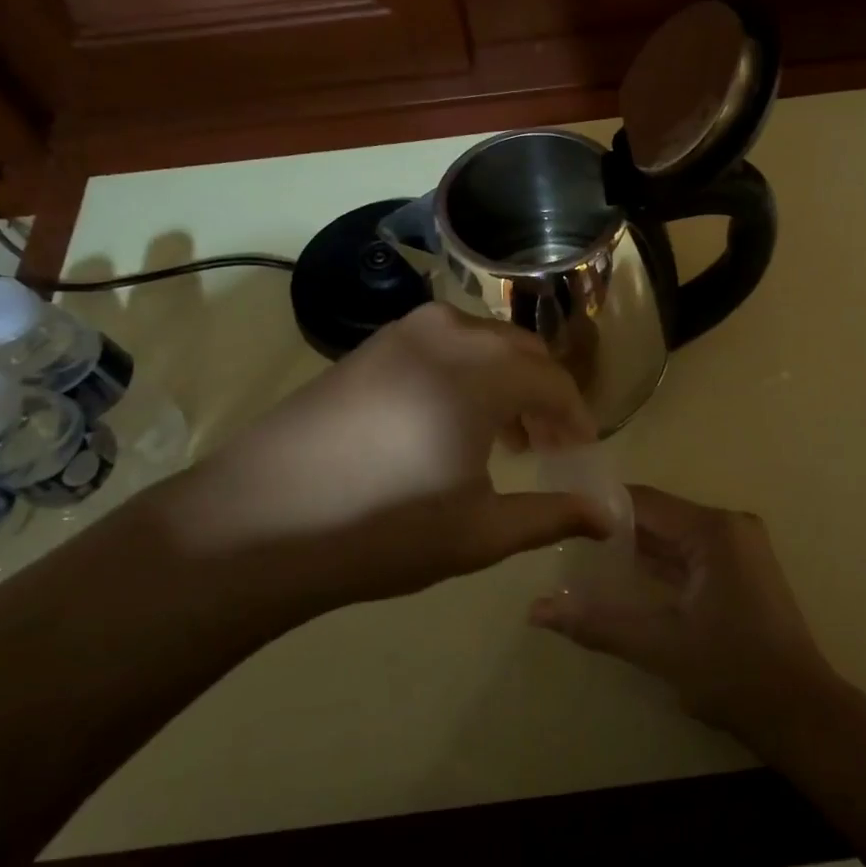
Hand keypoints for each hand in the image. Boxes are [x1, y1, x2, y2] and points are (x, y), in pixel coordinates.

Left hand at [151, 303, 610, 609]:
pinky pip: (440, 346)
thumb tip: (608, 516)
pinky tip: (449, 422)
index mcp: (480, 372)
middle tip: (547, 446)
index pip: (554, 381)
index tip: (581, 454)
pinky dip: (465, 374)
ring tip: (502, 437)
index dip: (576, 419)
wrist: (257, 522)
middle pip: (521, 351)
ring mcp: (400, 334)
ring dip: (505, 381)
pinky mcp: (367, 348)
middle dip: (544, 395)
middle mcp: (446, 334)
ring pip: (481, 343)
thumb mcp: (479, 532)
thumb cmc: (381, 531)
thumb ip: (552, 516)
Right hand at [529, 486, 836, 738]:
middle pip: (660, 517)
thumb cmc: (732, 672)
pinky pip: (690, 555)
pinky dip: (660, 565)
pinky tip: (623, 577)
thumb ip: (596, 623)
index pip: (645, 502)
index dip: (601, 506)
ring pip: (674, 537)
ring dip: (636, 548)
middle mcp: (729, 527)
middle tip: (564, 538)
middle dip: (614, 529)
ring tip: (583, 555)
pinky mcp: (742, 571)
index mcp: (714, 530)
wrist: (800, 713)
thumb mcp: (659, 646)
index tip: (561, 514)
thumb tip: (536, 611)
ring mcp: (739, 549)